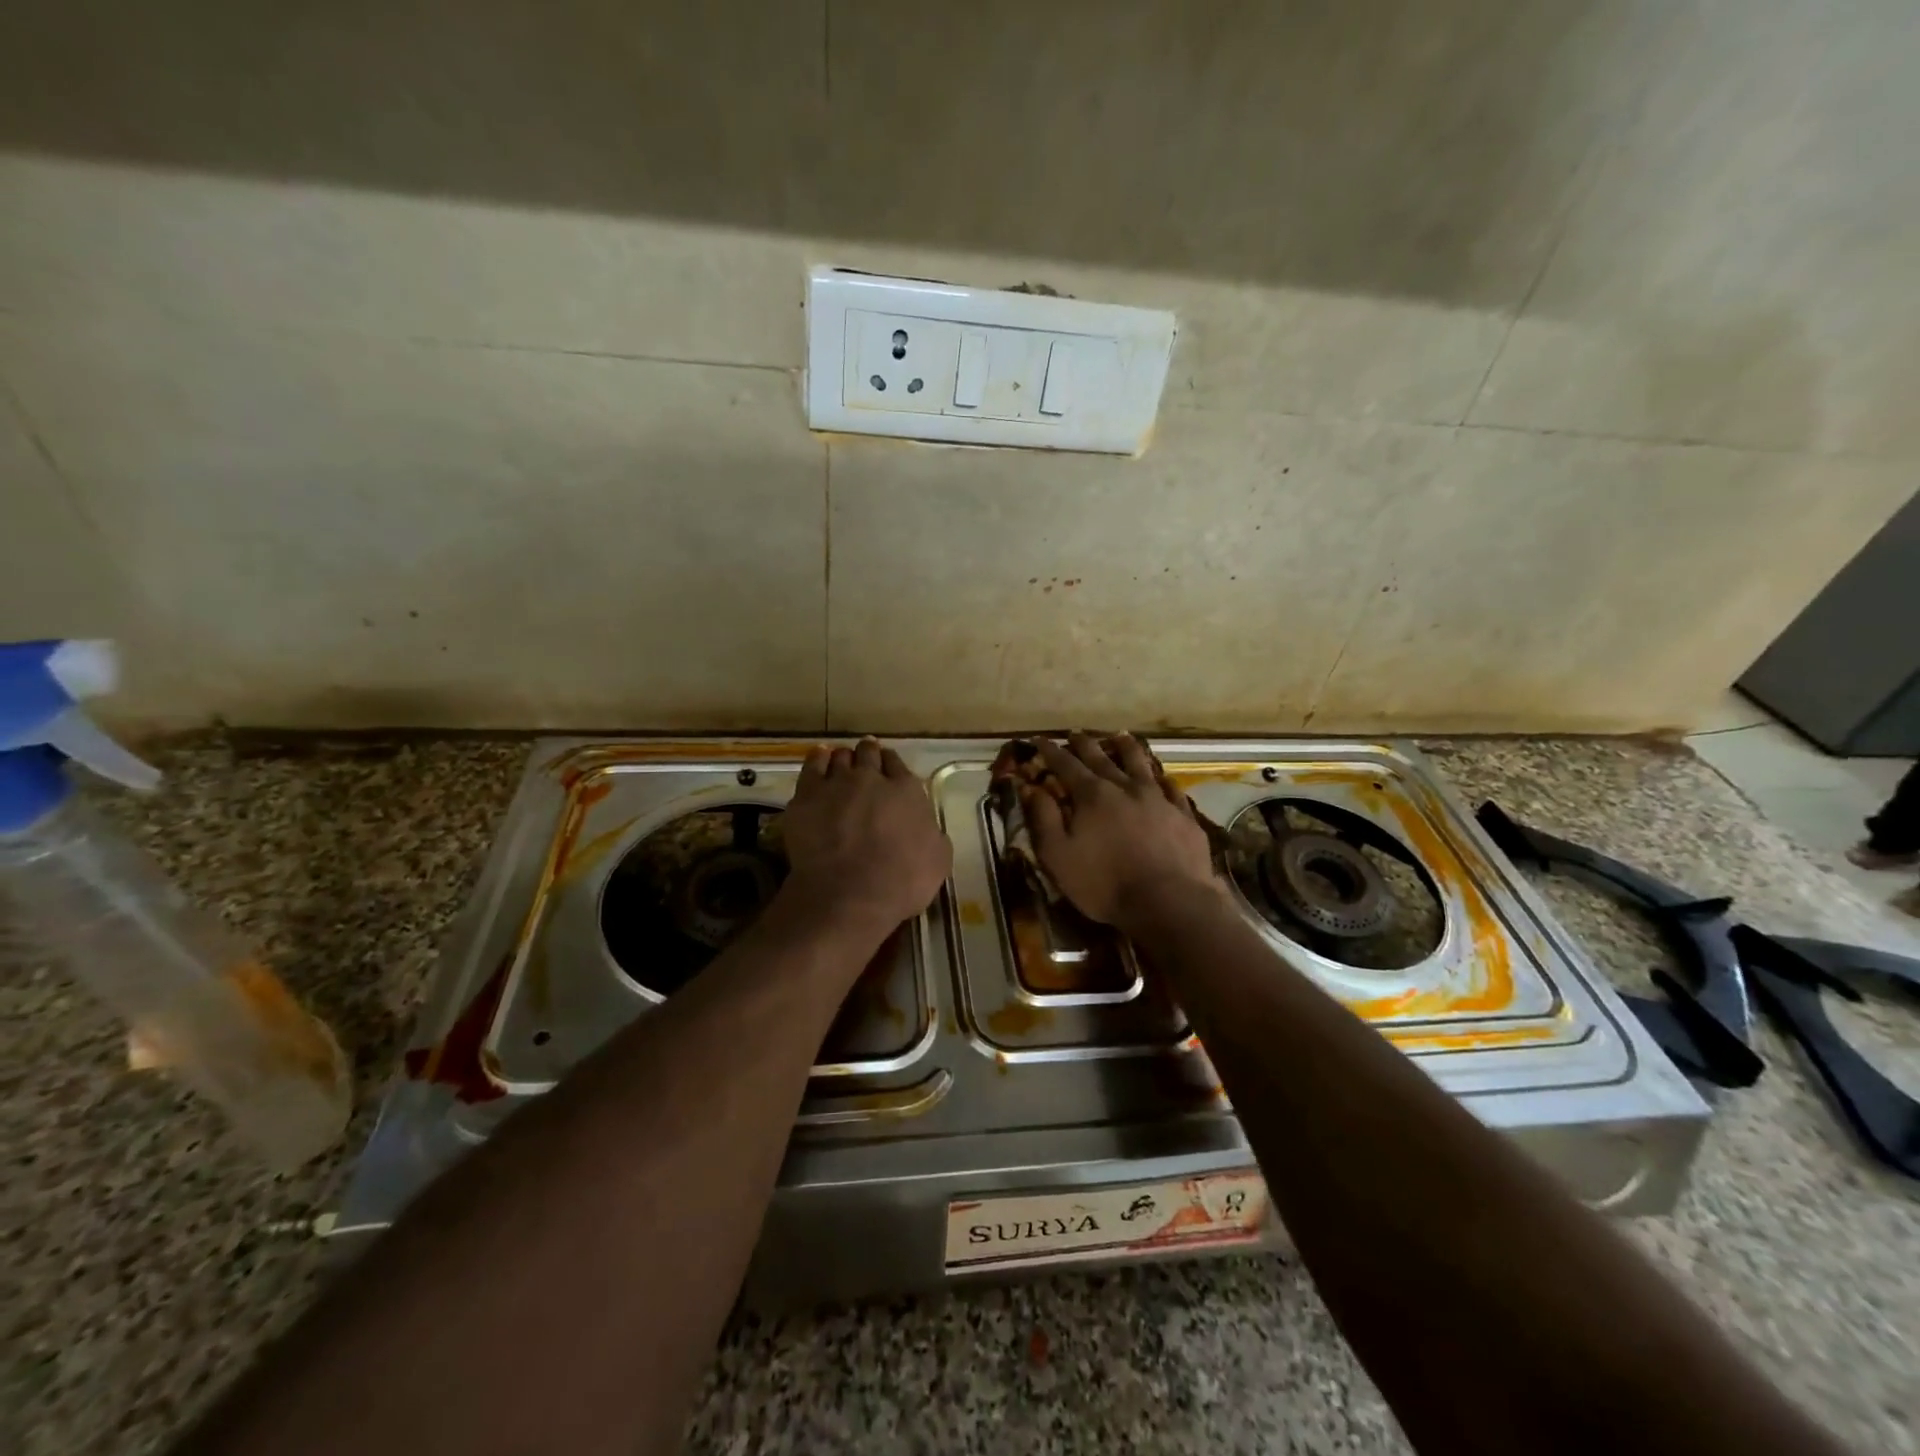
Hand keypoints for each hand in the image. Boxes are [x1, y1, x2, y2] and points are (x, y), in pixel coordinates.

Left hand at [783, 737, 951, 937]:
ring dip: (843, 758)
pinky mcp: (807, 796)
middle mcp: (871, 778)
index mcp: (907, 791)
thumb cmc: (900, 882)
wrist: (849, 895)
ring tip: (842, 764)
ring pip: (840, 757)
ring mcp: (836, 784)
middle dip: (867, 754)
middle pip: (868, 753)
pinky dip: (818, 759)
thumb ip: (933, 834)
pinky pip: (812, 766)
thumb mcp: (938, 860)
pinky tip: (819, 759)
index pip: (897, 764)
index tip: (887, 769)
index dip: (891, 765)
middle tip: (865, 762)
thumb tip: (928, 828)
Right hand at [1022, 732, 1218, 927]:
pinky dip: (1162, 778)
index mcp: (1092, 795)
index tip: (1039, 739)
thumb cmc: (1105, 883)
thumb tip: (1030, 787)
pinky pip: (1171, 788)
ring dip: (1127, 747)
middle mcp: (1124, 787)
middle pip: (1101, 757)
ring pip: (1140, 763)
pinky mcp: (1183, 815)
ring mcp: (1158, 798)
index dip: (1050, 751)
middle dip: (1084, 744)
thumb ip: (1044, 818)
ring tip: (1120, 736)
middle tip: (1074, 733)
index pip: (1065, 764)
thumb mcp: (1059, 856)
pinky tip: (1161, 777)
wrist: (1169, 901)